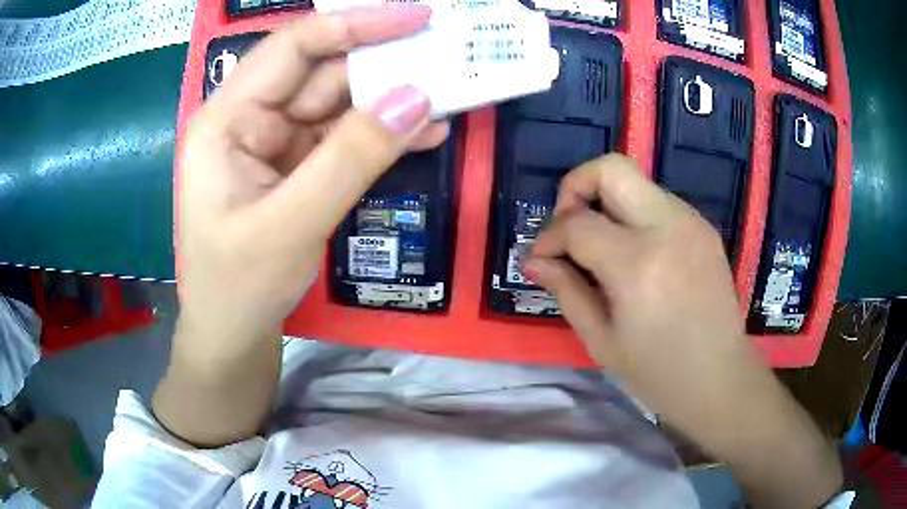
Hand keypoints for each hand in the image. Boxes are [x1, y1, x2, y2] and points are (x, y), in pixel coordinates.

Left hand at [177, 6, 445, 345]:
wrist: (232, 337)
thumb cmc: (239, 287)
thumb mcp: (292, 223)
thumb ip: (352, 156)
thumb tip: (418, 97)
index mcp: (226, 119)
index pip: (292, 47)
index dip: (355, 25)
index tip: (416, 17)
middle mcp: (249, 120)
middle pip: (321, 73)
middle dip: (383, 63)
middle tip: (446, 53)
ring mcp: (275, 144)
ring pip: (339, 105)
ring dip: (392, 101)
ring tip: (450, 91)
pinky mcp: (297, 168)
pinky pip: (344, 140)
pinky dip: (383, 136)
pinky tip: (426, 132)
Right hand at [524, 154, 750, 419]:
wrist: (720, 379)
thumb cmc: (658, 374)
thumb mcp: (602, 341)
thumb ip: (566, 290)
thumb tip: (534, 260)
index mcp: (637, 265)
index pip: (577, 223)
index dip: (549, 237)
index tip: (541, 259)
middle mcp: (668, 228)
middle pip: (610, 169)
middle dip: (575, 187)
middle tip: (568, 228)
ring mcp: (691, 222)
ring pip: (635, 181)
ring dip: (606, 203)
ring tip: (601, 247)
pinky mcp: (703, 227)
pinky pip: (657, 202)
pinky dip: (634, 216)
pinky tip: (635, 254)